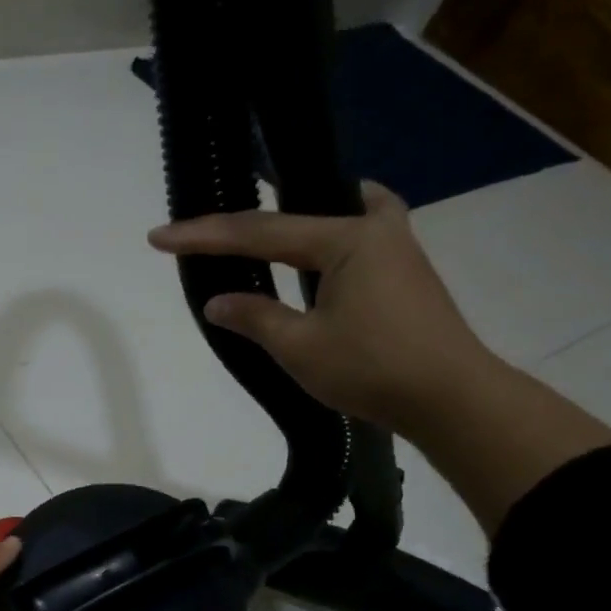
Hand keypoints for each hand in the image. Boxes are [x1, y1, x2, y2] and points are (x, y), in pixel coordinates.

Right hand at [147, 182, 495, 438]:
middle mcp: (374, 228)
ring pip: (335, 213)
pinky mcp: (404, 271)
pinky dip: (330, 230)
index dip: (204, 235)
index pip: (259, 232)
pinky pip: (357, 232)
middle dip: (246, 221)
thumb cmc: (374, 369)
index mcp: (347, 239)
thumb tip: (217, 301)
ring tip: (260, 227)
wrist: (452, 399)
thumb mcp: (301, 347)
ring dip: (294, 217)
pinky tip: (319, 249)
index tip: (159, 236)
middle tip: (207, 228)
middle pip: (296, 212)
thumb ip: (255, 317)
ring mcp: (396, 246)